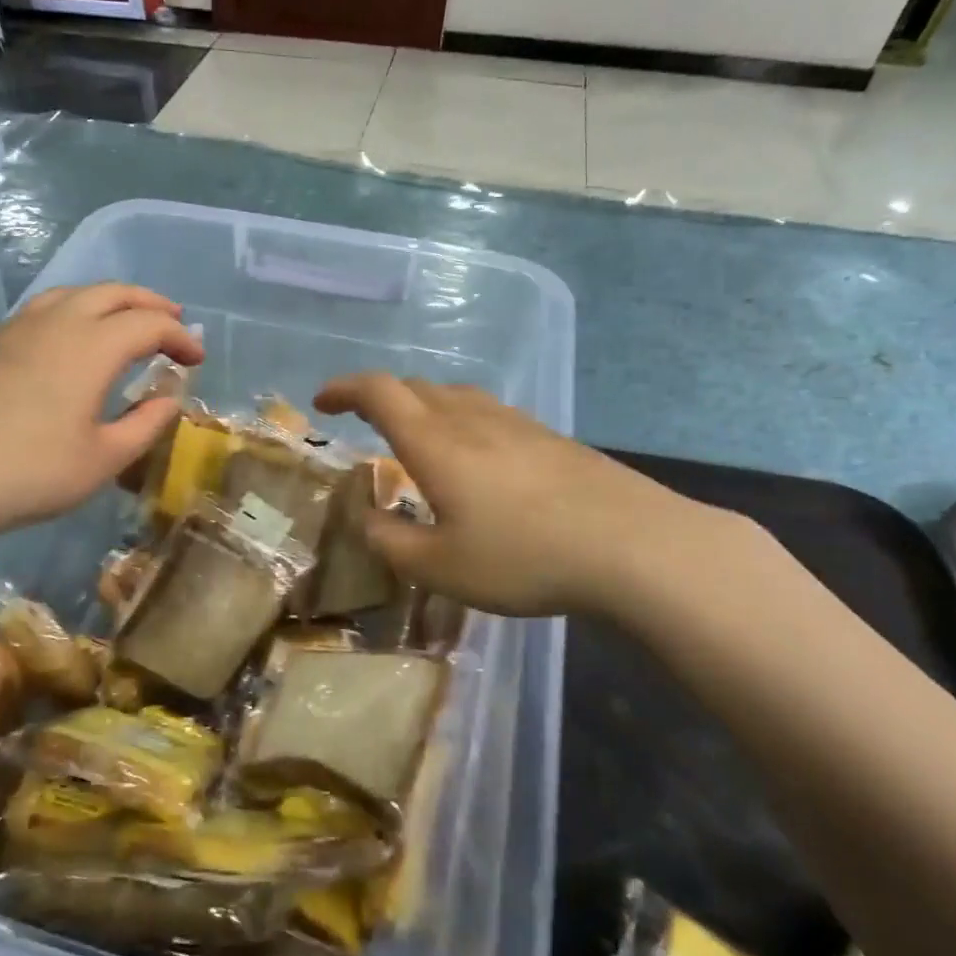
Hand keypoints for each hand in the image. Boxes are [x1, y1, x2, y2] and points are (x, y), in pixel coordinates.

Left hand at [0, 284, 203, 552]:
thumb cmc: (29, 473)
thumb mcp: (103, 459)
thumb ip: (145, 424)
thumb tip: (169, 398)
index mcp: (91, 347)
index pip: (149, 323)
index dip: (180, 337)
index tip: (196, 359)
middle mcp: (55, 323)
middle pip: (112, 292)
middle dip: (149, 302)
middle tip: (173, 318)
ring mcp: (14, 329)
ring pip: (71, 294)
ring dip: (108, 300)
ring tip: (124, 320)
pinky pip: (41, 311)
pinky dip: (72, 313)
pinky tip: (68, 343)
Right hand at [314, 374, 743, 620]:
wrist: (633, 545)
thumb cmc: (524, 557)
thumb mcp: (440, 567)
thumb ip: (390, 542)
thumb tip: (365, 518)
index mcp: (435, 442)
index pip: (378, 392)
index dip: (344, 388)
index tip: (322, 402)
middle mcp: (472, 419)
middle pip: (416, 387)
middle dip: (380, 398)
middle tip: (363, 423)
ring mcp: (517, 423)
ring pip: (456, 397)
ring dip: (423, 407)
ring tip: (416, 439)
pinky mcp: (551, 438)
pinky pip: (489, 414)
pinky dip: (461, 422)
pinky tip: (476, 459)